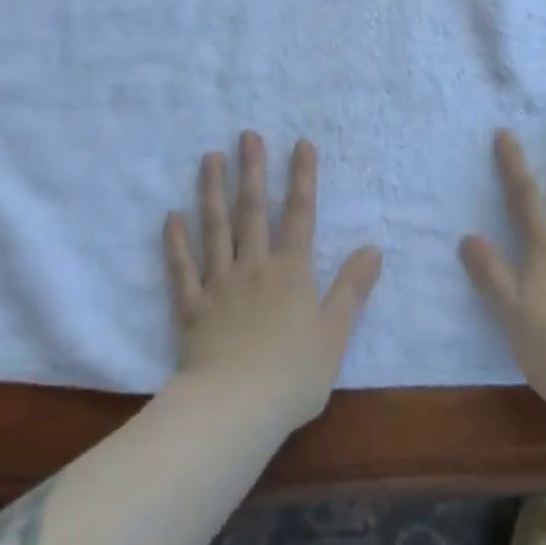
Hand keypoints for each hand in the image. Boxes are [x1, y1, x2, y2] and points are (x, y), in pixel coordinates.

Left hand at [163, 132, 381, 432]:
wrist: (235, 408)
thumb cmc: (292, 375)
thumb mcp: (335, 333)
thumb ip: (352, 288)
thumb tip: (374, 248)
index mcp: (291, 271)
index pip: (300, 214)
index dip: (302, 177)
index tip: (300, 143)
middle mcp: (254, 266)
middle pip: (253, 210)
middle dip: (252, 170)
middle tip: (246, 135)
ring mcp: (219, 283)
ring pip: (215, 228)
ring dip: (213, 191)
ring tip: (209, 157)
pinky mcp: (191, 306)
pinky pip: (182, 268)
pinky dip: (176, 242)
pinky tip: (171, 216)